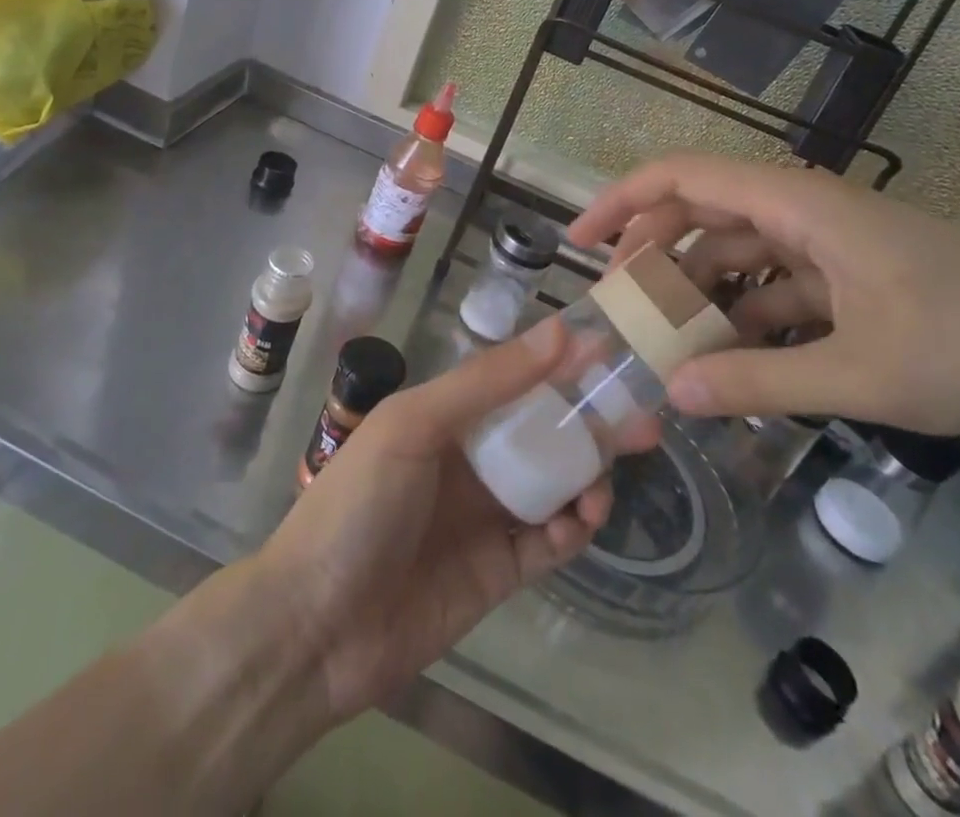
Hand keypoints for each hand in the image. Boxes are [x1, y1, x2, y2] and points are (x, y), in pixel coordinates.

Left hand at [256, 320, 613, 720]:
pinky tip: (581, 521)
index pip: (515, 379)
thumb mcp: (415, 425)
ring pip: (554, 484)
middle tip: (643, 422)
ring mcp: (486, 515)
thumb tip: (559, 332)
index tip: (613, 353)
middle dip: (590, 424)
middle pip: (543, 432)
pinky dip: (573, 530)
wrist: (316, 627)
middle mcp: (470, 459)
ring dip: (587, 477)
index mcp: (446, 416)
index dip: (561, 365)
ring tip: (604, 482)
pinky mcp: (499, 571)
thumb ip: (487, 382)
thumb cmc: (359, 505)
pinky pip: (549, 543)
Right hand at [568, 156, 959, 438]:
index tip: (580, 242)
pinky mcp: (847, 273)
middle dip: (651, 250)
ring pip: (735, 249)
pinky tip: (726, 356)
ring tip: (663, 339)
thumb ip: (757, 382)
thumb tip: (670, 393)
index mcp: (798, 205)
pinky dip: (742, 311)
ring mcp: (826, 241)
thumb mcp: (858, 372)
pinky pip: (772, 281)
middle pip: (701, 211)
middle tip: (617, 302)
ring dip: (697, 287)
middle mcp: (803, 209)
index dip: (623, 201)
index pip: (685, 178)